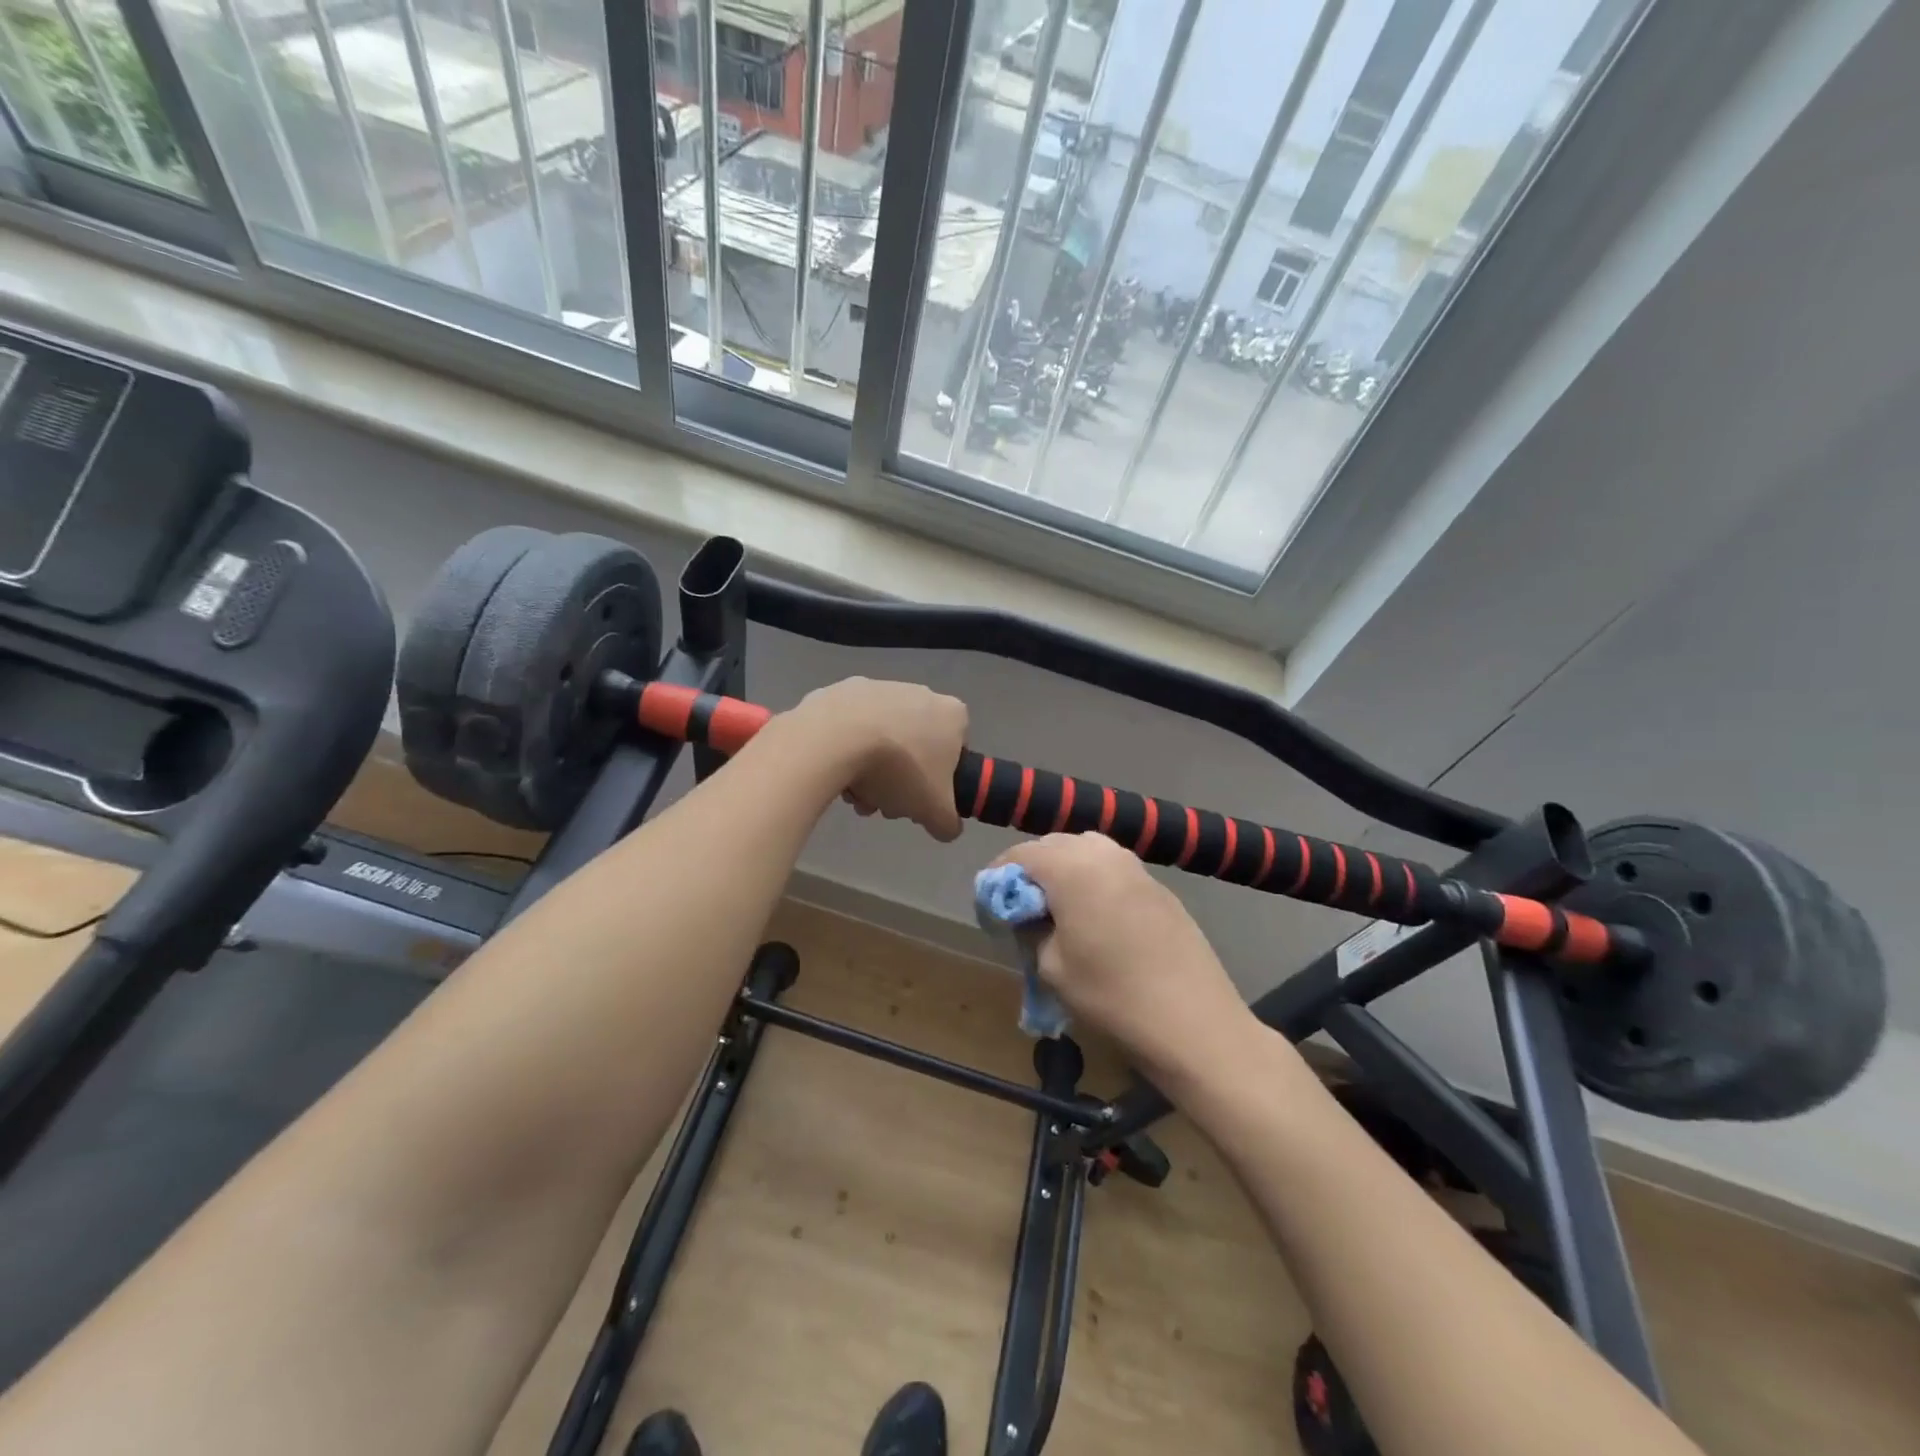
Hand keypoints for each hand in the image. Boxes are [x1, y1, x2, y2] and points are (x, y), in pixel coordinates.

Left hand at [792, 678, 967, 841]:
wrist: (835, 739)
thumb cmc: (900, 769)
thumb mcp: (934, 809)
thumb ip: (948, 822)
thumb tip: (947, 828)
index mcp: (950, 714)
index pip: (956, 748)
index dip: (940, 778)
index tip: (920, 797)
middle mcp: (919, 692)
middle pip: (914, 746)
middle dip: (899, 778)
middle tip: (883, 801)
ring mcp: (877, 686)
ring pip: (881, 737)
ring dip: (870, 768)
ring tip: (854, 794)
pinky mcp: (840, 690)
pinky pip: (849, 726)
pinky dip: (844, 747)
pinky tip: (834, 770)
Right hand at [998, 833, 1255, 1084]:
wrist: (1194, 1022)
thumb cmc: (1112, 995)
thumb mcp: (1051, 967)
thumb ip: (1030, 928)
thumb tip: (1027, 913)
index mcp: (1071, 866)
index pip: (1020, 855)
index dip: (999, 877)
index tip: (991, 905)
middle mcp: (1103, 853)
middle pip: (1054, 846)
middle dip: (1033, 870)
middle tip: (1023, 909)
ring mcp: (1136, 867)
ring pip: (1087, 852)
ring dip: (1066, 871)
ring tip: (1060, 910)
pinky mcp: (1159, 886)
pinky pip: (1113, 870)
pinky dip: (1095, 882)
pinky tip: (1097, 919)